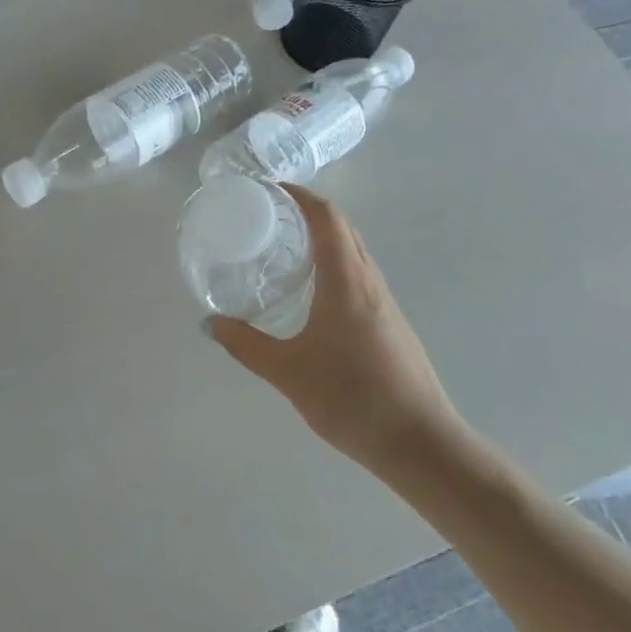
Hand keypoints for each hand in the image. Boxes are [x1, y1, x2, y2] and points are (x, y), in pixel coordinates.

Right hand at [206, 184, 462, 472]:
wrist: (421, 442)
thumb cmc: (352, 398)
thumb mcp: (287, 372)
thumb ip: (245, 344)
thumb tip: (209, 323)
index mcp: (346, 280)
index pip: (326, 217)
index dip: (299, 194)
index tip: (269, 189)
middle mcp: (369, 281)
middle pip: (342, 228)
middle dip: (307, 211)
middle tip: (268, 216)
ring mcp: (385, 302)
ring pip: (354, 252)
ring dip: (323, 238)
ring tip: (284, 249)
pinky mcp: (391, 323)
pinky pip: (359, 276)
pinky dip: (333, 265)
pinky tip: (312, 294)